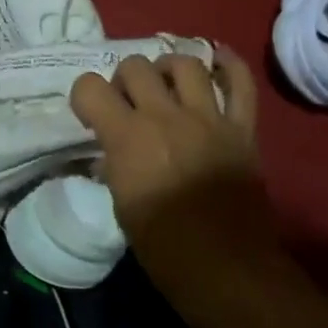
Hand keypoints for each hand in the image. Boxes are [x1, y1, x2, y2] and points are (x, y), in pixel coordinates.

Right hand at [69, 47, 268, 273]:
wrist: (226, 268)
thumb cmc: (163, 246)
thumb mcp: (120, 204)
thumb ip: (113, 164)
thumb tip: (108, 149)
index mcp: (128, 137)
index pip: (89, 86)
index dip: (84, 95)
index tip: (90, 114)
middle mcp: (165, 116)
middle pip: (135, 66)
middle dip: (124, 80)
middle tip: (128, 103)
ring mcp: (209, 118)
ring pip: (185, 63)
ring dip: (167, 68)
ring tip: (165, 85)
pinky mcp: (242, 129)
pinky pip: (241, 83)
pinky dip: (228, 65)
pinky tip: (216, 59)